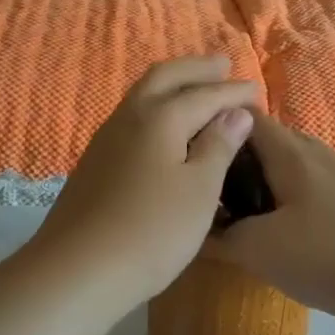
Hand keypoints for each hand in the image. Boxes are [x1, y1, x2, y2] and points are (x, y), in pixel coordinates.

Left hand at [27, 56, 257, 312]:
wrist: (77, 270)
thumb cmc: (152, 231)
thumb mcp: (199, 191)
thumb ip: (218, 147)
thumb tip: (235, 114)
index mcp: (160, 117)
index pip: (205, 94)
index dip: (233, 92)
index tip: (257, 90)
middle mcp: (129, 116)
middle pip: (165, 78)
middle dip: (196, 70)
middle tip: (222, 65)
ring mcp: (106, 139)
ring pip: (143, 96)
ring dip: (172, 86)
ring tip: (195, 89)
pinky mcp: (94, 162)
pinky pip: (132, 118)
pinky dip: (156, 110)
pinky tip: (163, 129)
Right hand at [204, 115, 334, 323]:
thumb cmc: (334, 253)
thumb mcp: (264, 251)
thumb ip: (225, 239)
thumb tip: (198, 230)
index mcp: (290, 153)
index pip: (245, 117)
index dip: (213, 126)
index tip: (189, 152)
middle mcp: (317, 154)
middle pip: (268, 142)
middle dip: (236, 161)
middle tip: (210, 191)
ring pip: (293, 167)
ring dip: (266, 183)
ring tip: (244, 214)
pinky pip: (315, 190)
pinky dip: (293, 201)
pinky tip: (290, 232)